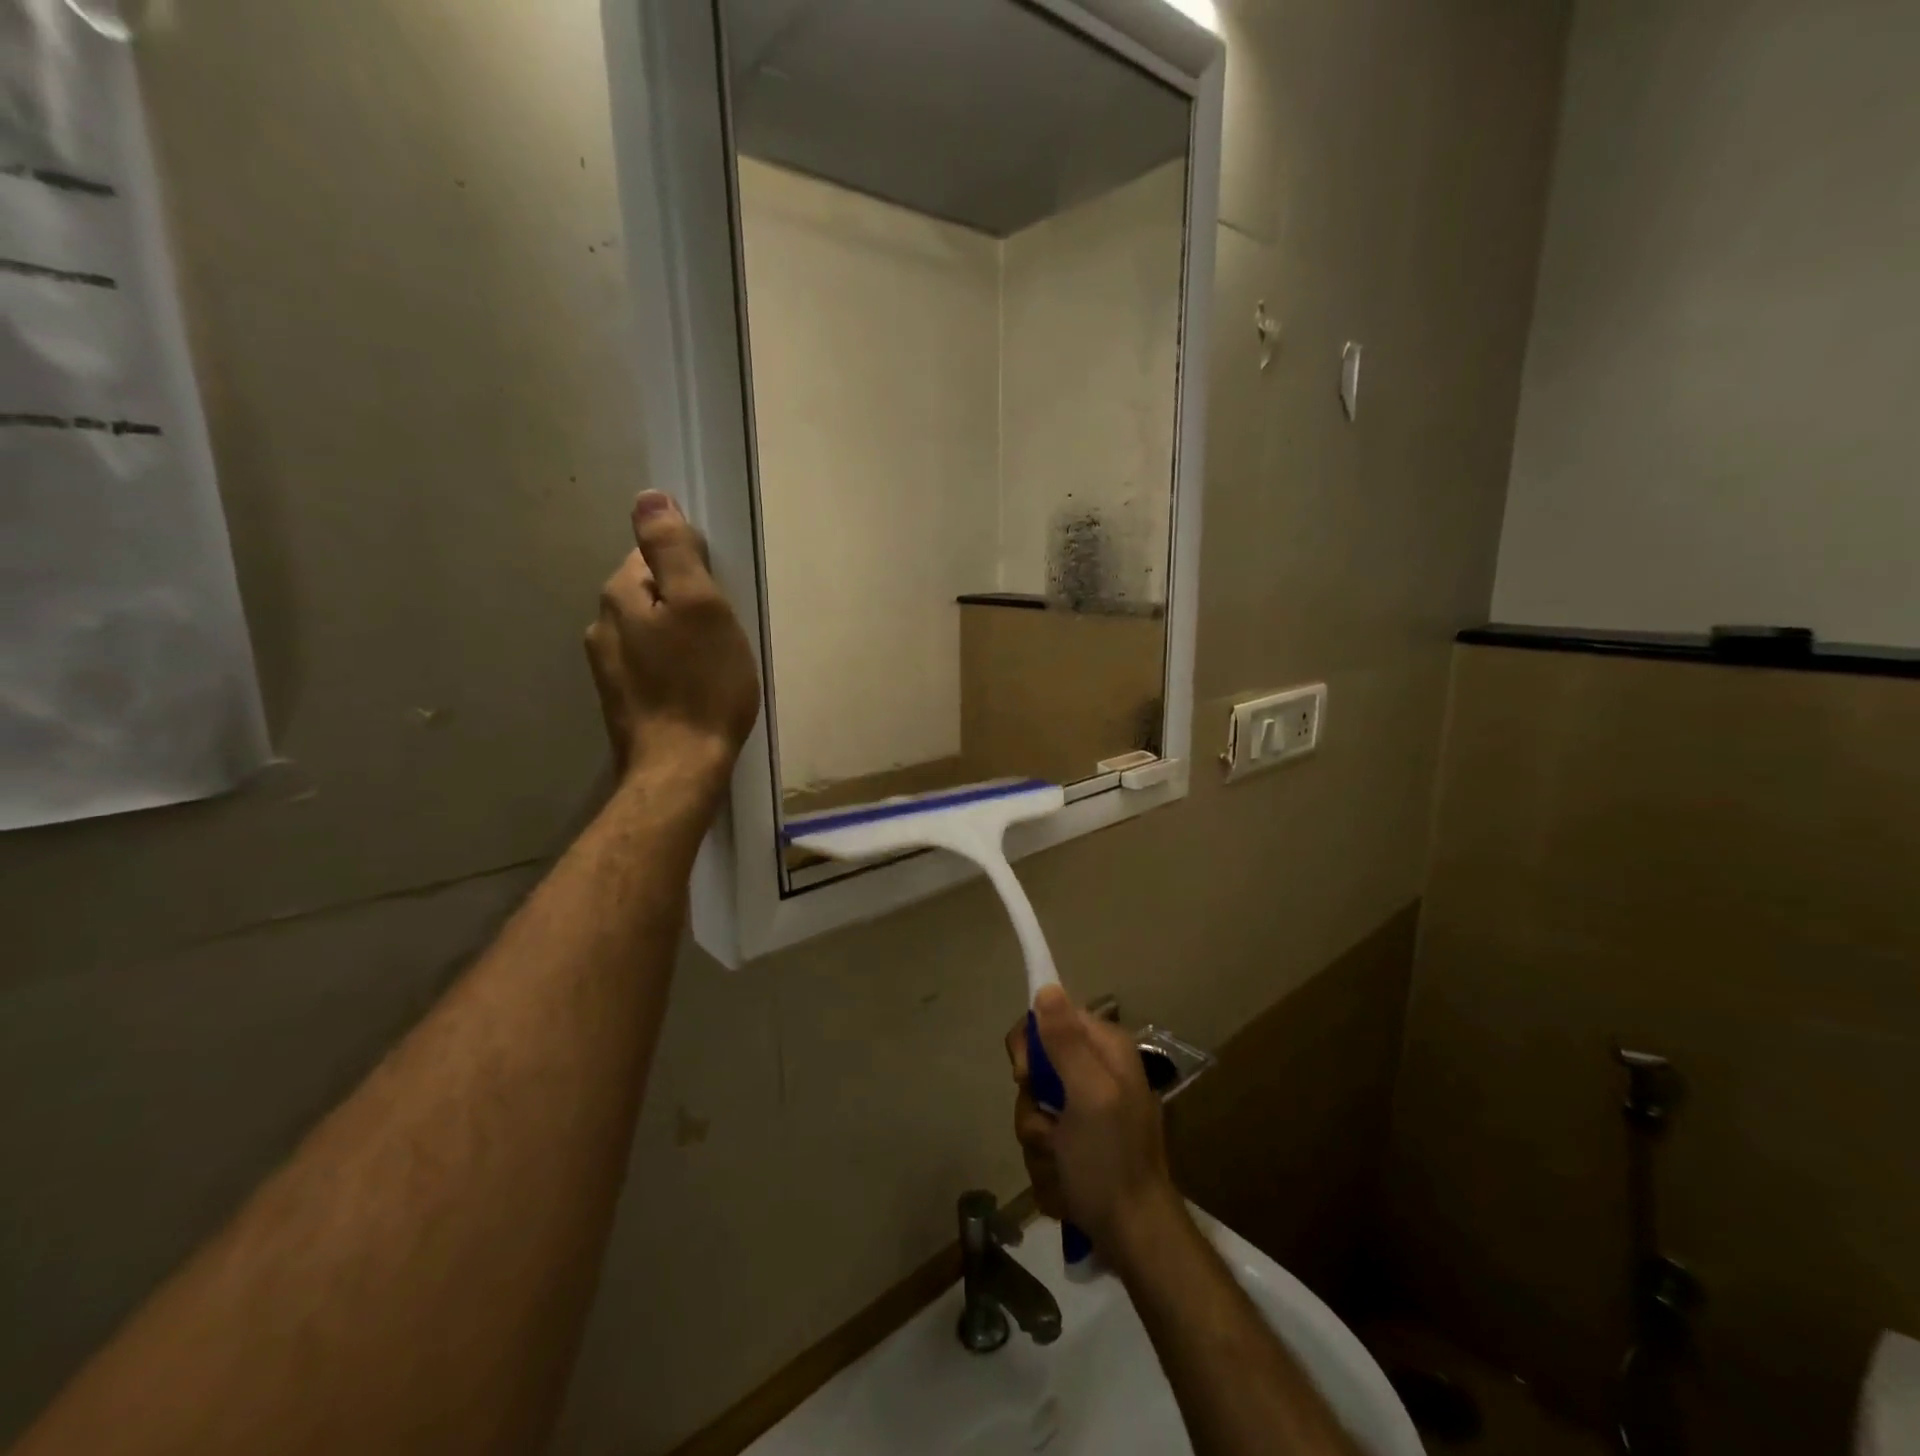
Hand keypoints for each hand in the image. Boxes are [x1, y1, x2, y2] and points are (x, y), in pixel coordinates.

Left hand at [585, 491, 760, 786]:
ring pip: (650, 630)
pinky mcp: (621, 699)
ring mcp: (606, 666)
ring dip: (680, 637)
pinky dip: (673, 667)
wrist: (679, 768)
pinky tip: (694, 689)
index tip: (720, 598)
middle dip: (686, 604)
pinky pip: (650, 664)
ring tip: (713, 664)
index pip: (653, 554)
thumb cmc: (702, 685)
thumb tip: (647, 497)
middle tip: (723, 635)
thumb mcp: (701, 607)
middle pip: (651, 593)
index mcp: (620, 595)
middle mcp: (603, 625)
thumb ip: (673, 550)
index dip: (693, 569)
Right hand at [1005, 987, 1182, 1262]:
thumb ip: (1066, 1042)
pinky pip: (1041, 1135)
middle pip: (1036, 1065)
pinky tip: (1065, 1180)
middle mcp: (1096, 1070)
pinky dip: (1046, 1160)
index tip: (1025, 1075)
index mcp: (1106, 1048)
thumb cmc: (1111, 1161)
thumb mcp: (1088, 1095)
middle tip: (1050, 1128)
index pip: (1050, 1016)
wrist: (1134, 1236)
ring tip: (1061, 1161)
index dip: (1030, 1044)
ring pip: (1033, 1105)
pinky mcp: (1077, 1141)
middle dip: (1033, 1104)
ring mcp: (1086, 1108)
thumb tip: (1046, 987)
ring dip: (1037, 1138)